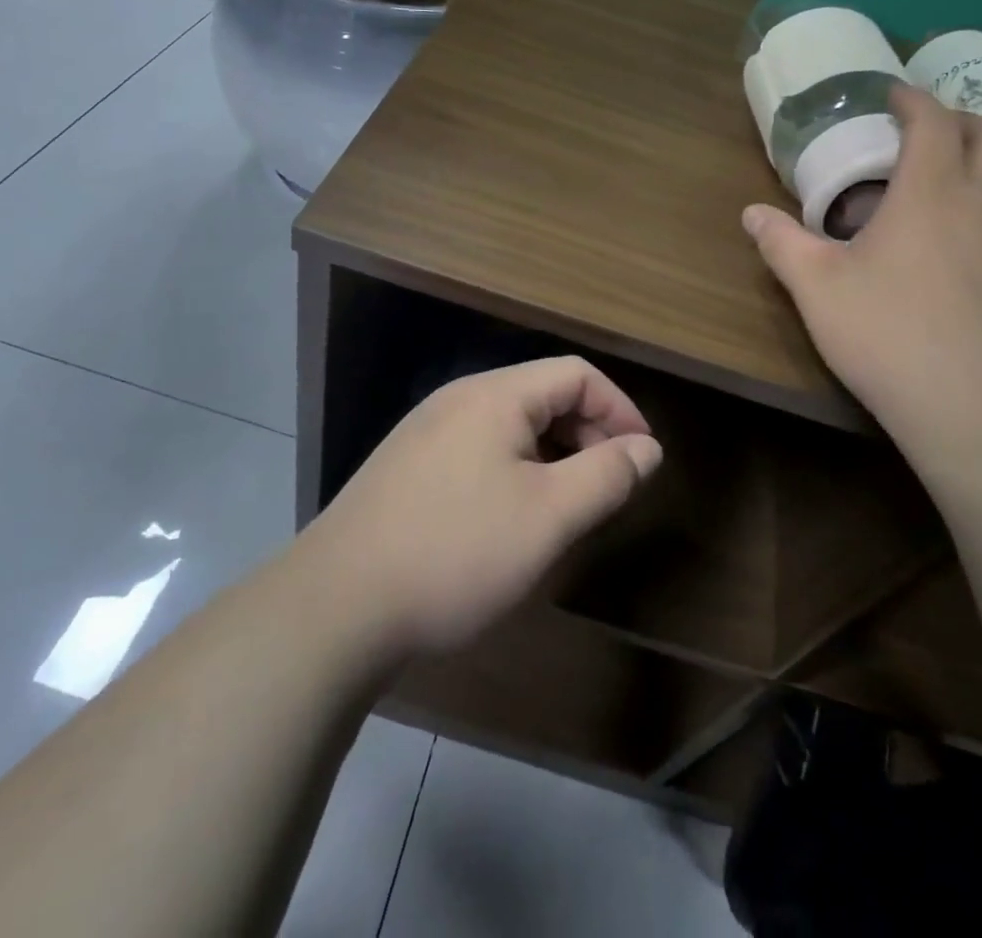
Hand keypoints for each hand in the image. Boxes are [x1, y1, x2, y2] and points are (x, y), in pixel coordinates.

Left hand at [299, 357, 662, 660]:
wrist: (335, 607)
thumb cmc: (456, 553)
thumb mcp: (548, 517)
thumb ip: (606, 475)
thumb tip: (646, 447)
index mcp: (495, 395)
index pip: (576, 375)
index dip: (620, 409)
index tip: (643, 459)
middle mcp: (458, 399)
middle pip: (543, 395)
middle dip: (588, 434)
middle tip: (608, 489)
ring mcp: (426, 431)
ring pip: (511, 426)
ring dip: (553, 456)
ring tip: (567, 508)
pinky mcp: (407, 467)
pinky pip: (480, 450)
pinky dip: (515, 471)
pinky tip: (511, 519)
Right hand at [743, 82, 981, 443]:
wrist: (979, 406)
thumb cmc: (889, 334)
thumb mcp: (817, 288)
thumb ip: (782, 244)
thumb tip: (751, 214)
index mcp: (931, 192)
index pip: (933, 121)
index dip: (912, 99)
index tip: (892, 94)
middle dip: (960, 119)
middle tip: (926, 130)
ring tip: (951, 180)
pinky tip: (972, 241)